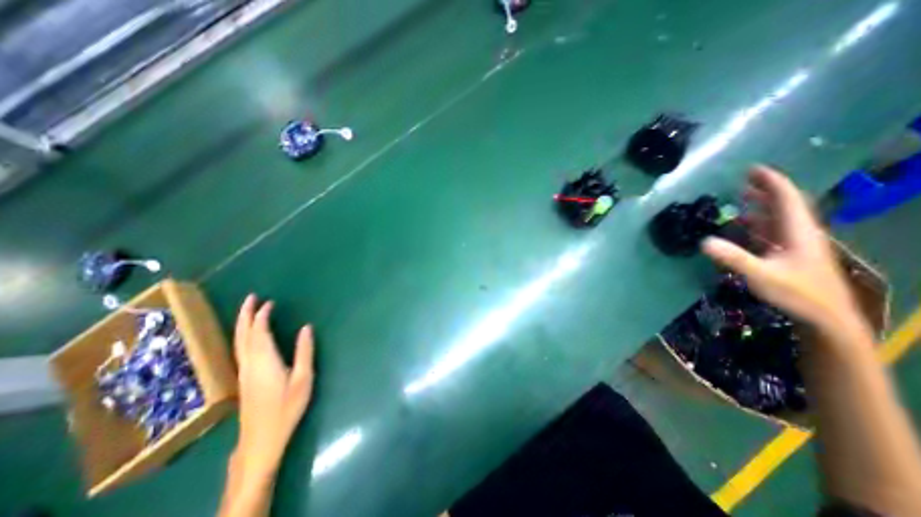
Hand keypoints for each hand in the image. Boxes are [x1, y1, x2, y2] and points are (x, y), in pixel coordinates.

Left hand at [233, 294, 315, 478]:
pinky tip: (248, 335)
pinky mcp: (243, 378)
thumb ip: (304, 351)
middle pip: (243, 334)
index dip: (262, 316)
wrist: (262, 438)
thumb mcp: (303, 378)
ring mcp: (243, 372)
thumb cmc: (287, 406)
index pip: (259, 332)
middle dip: (245, 315)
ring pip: (238, 342)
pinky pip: (239, 349)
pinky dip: (243, 336)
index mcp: (264, 361)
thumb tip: (306, 327)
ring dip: (242, 324)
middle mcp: (249, 363)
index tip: (269, 302)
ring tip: (248, 310)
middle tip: (251, 297)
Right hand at [707, 167, 863, 330]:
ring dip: (760, 207)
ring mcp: (795, 245)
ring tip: (740, 199)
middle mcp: (798, 234)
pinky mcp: (789, 256)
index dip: (771, 182)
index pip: (787, 199)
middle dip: (765, 191)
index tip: (754, 169)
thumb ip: (733, 258)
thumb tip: (704, 241)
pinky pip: (772, 233)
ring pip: (778, 219)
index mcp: (797, 232)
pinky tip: (743, 227)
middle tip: (744, 180)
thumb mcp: (762, 275)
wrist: (827, 318)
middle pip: (783, 205)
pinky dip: (757, 225)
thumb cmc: (798, 294)